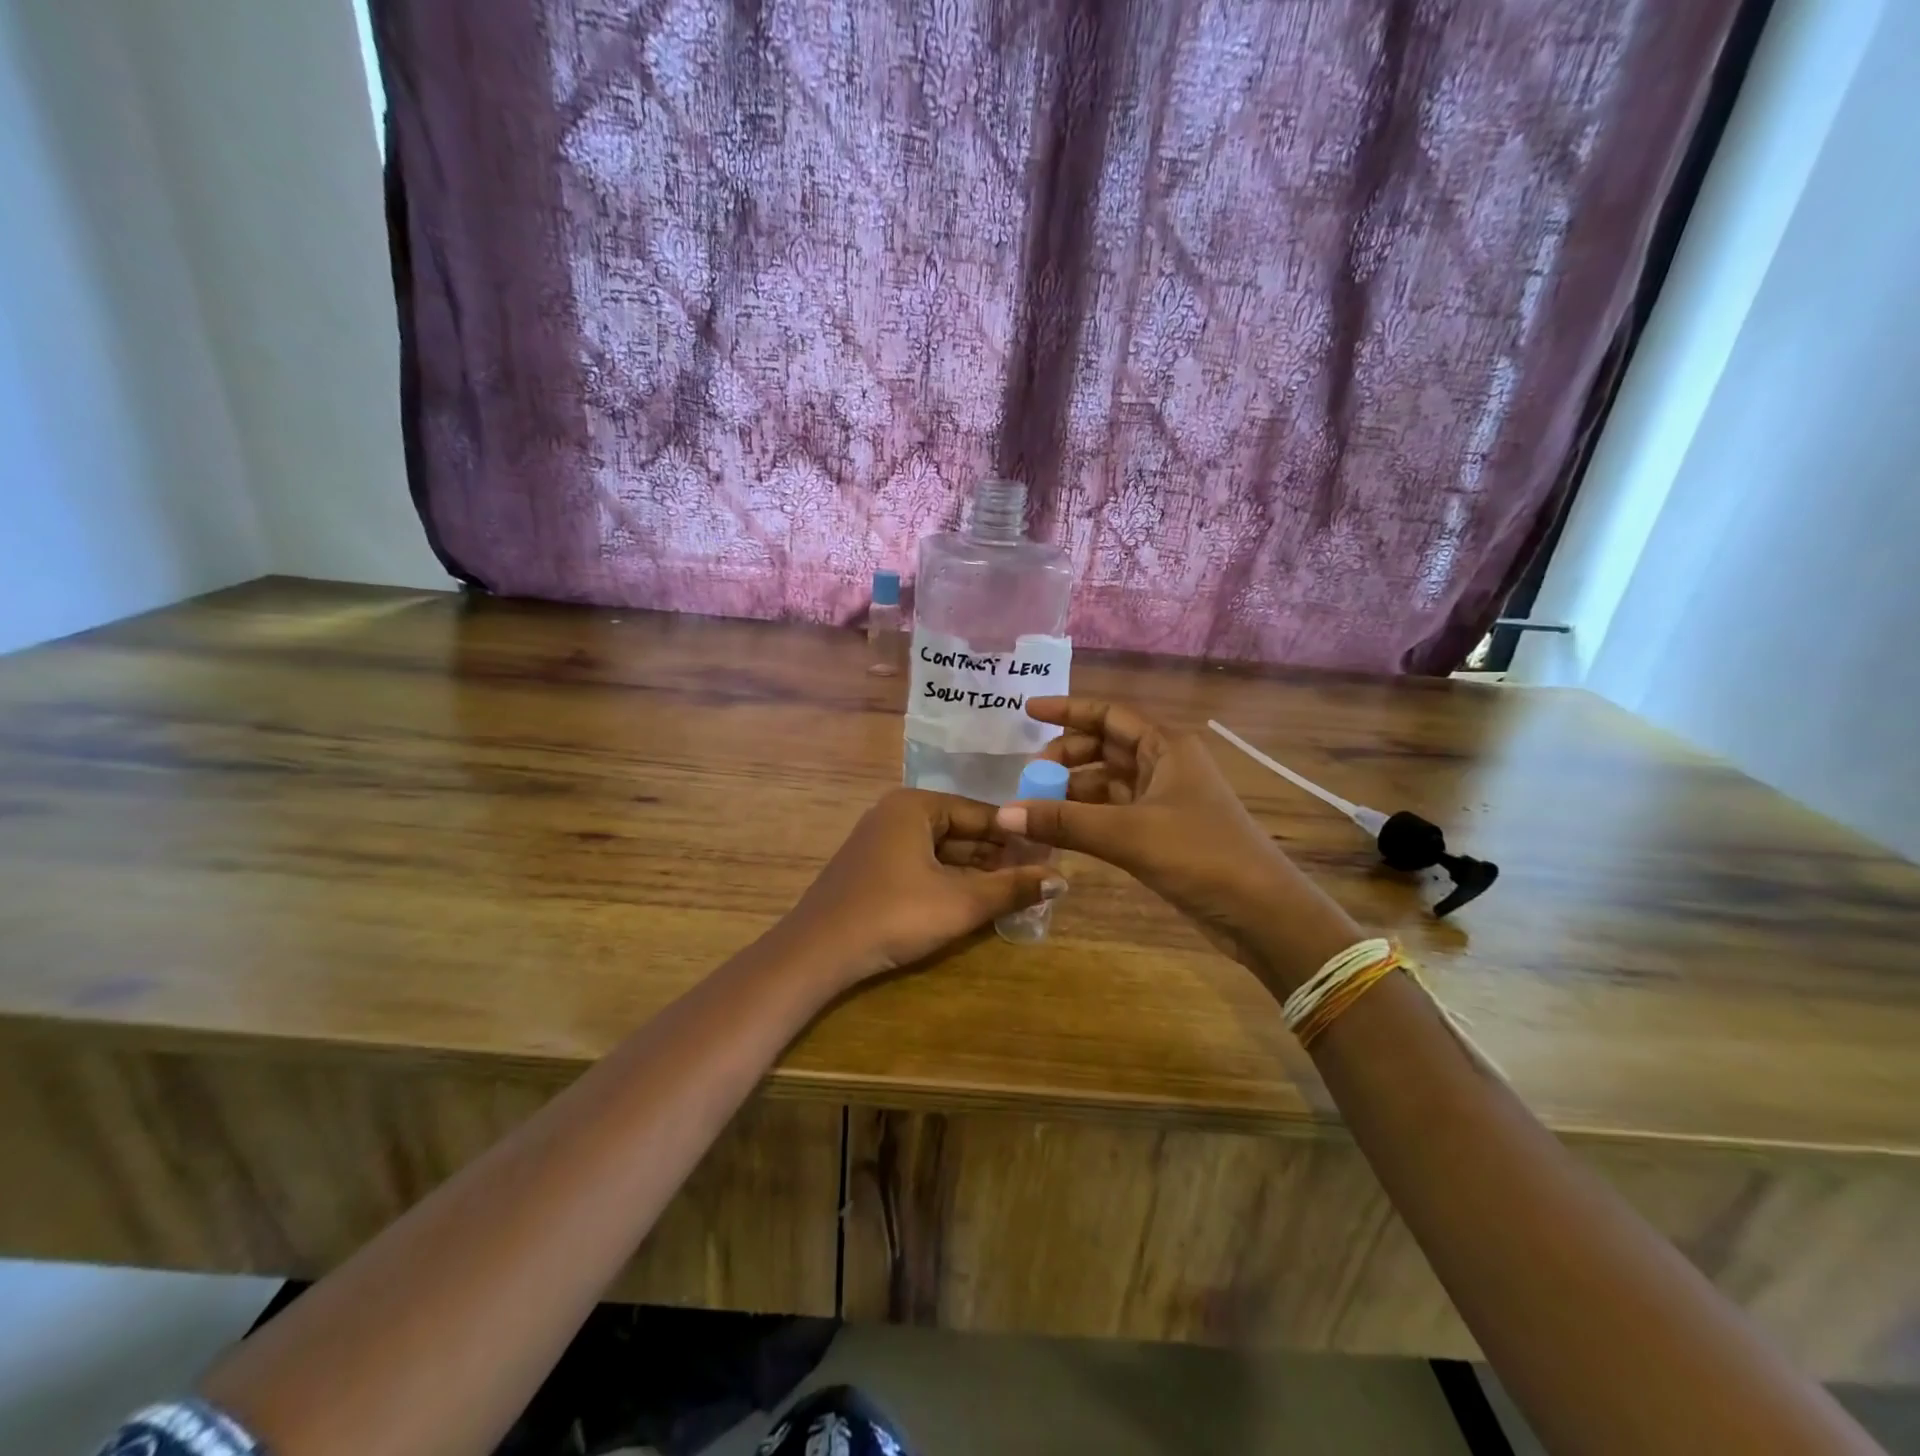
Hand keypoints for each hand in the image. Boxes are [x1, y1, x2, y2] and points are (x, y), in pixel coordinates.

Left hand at [778, 788, 1066, 987]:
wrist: (817, 952)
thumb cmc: (894, 915)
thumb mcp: (960, 902)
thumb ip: (1012, 888)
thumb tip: (1063, 878)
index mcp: (915, 805)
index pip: (981, 814)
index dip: (1018, 836)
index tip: (1051, 855)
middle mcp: (896, 814)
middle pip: (961, 831)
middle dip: (998, 856)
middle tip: (1038, 877)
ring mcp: (881, 841)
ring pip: (942, 851)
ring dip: (976, 871)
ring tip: (1016, 891)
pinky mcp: (873, 869)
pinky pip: (922, 865)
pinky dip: (949, 881)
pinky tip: (975, 900)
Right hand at [993, 698, 1361, 989]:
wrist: (1260, 912)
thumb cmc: (1200, 855)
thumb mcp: (1127, 834)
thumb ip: (1063, 821)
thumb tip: (1003, 813)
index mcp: (1166, 747)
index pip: (1109, 715)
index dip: (1068, 710)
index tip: (1028, 711)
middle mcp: (1165, 765)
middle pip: (1105, 747)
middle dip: (1066, 756)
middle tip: (1030, 775)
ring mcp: (1164, 800)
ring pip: (1108, 782)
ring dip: (1073, 789)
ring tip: (1036, 804)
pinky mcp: (1162, 832)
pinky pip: (1114, 812)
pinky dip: (1086, 816)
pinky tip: (1059, 828)